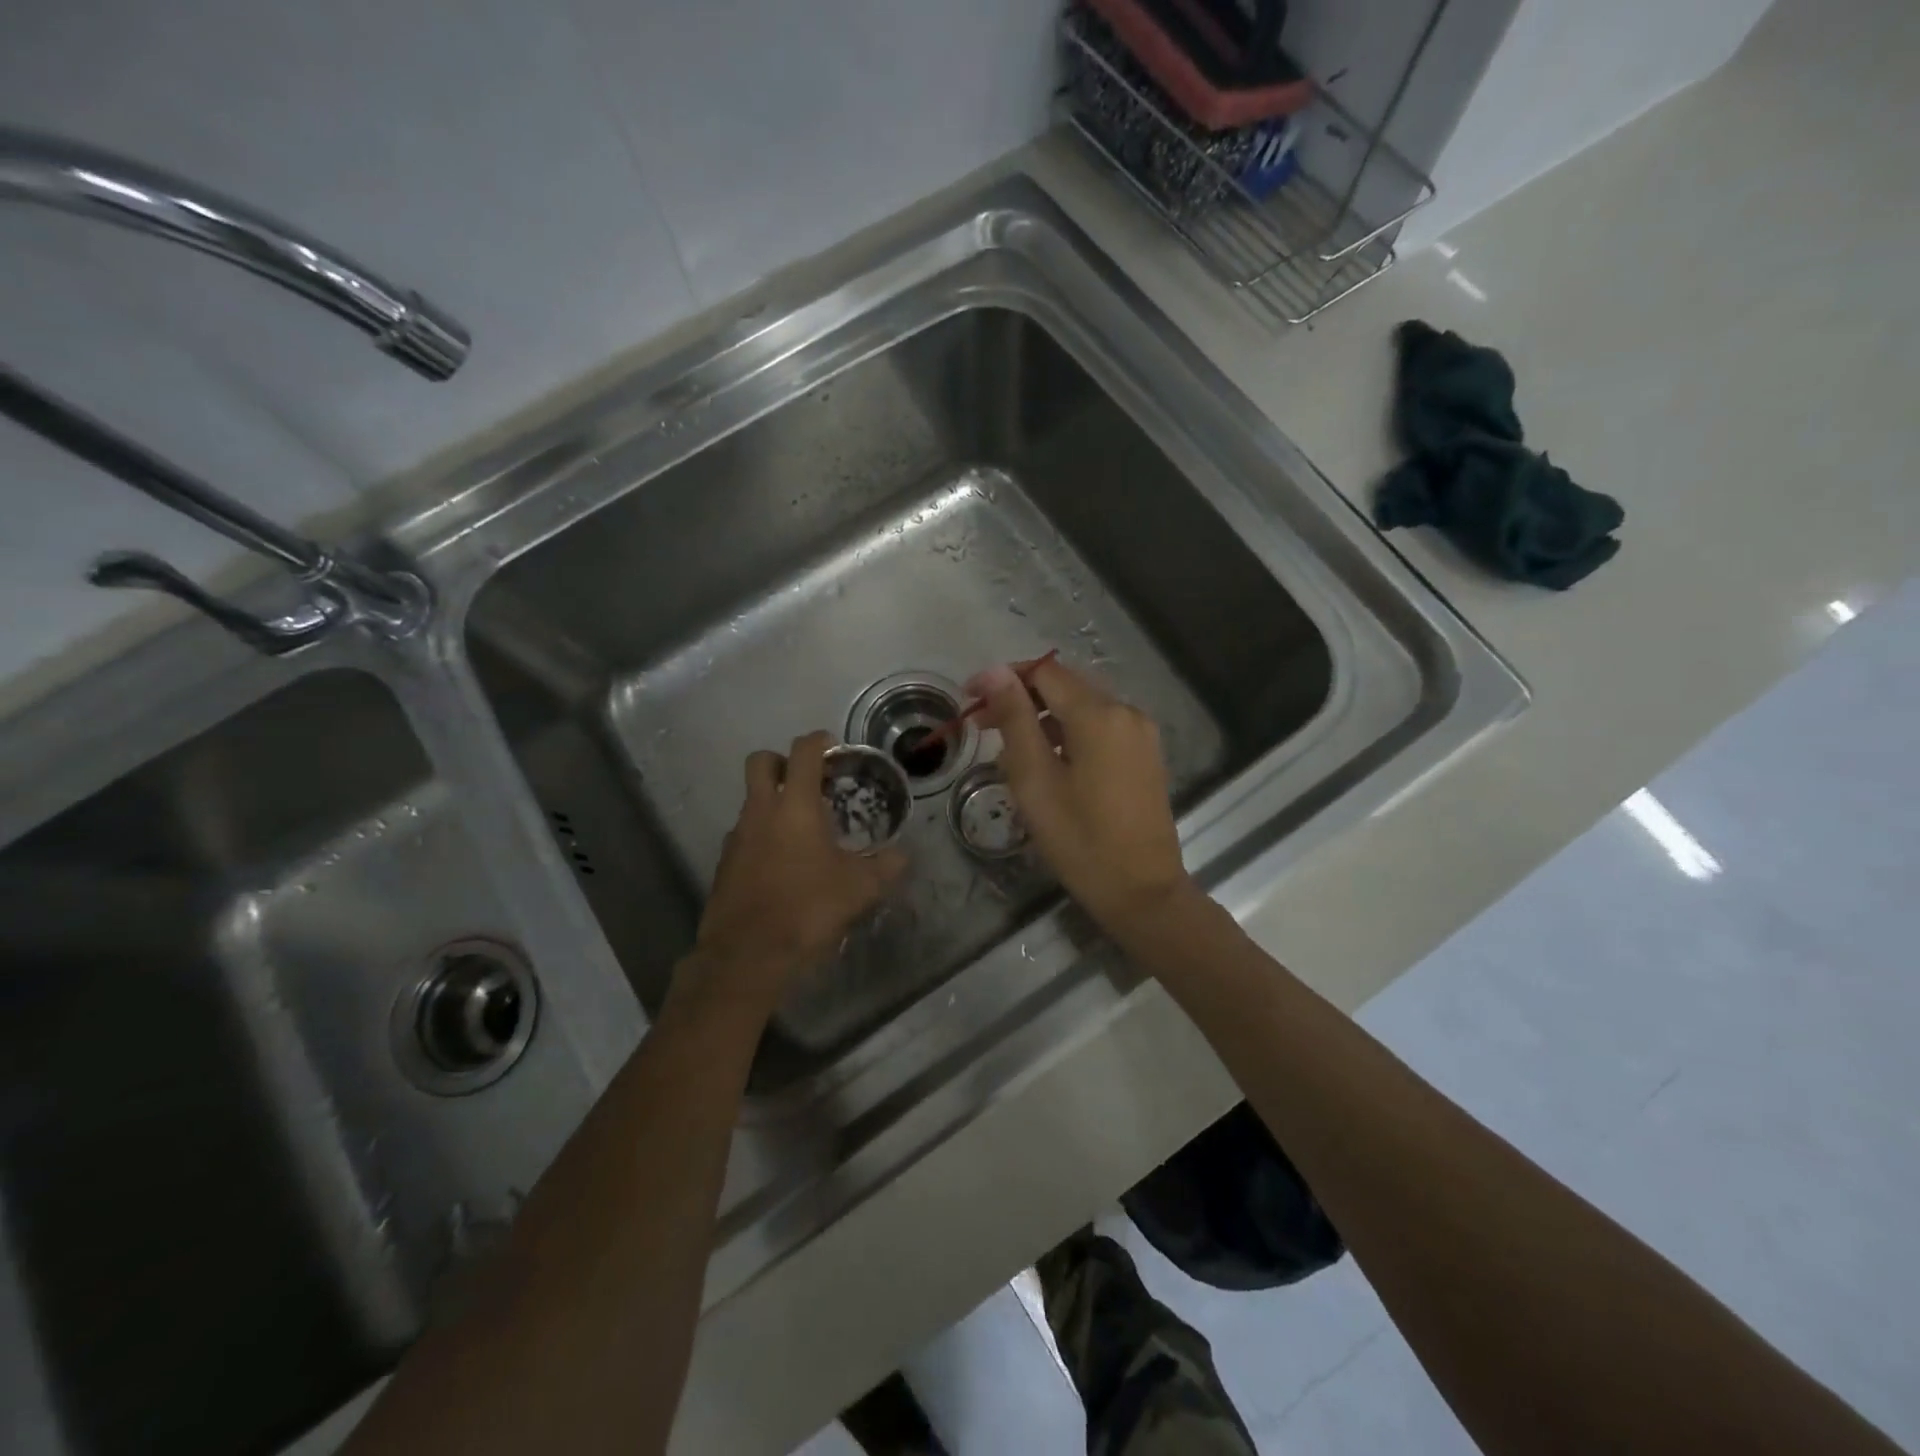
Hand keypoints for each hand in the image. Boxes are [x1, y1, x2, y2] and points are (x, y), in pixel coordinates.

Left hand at [686, 731, 907, 1009]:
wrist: (748, 955)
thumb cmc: (808, 909)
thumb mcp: (860, 889)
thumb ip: (885, 867)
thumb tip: (903, 856)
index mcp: (796, 807)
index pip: (803, 752)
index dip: (818, 741)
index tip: (833, 747)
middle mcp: (761, 812)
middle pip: (761, 762)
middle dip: (782, 760)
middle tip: (808, 780)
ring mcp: (737, 837)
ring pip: (751, 801)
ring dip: (772, 802)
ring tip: (801, 831)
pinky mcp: (725, 863)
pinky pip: (744, 834)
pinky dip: (761, 836)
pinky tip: (781, 864)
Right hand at [967, 659, 1195, 935]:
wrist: (1142, 892)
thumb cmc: (1080, 839)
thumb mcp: (1035, 779)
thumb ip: (1015, 719)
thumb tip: (995, 671)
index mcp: (1099, 714)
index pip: (1043, 671)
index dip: (1002, 678)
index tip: (969, 699)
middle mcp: (1126, 712)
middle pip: (1064, 686)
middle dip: (1020, 698)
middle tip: (982, 726)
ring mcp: (1141, 734)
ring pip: (1082, 708)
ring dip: (1043, 718)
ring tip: (1008, 750)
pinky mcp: (1145, 755)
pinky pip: (1100, 729)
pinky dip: (1069, 734)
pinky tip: (1047, 763)